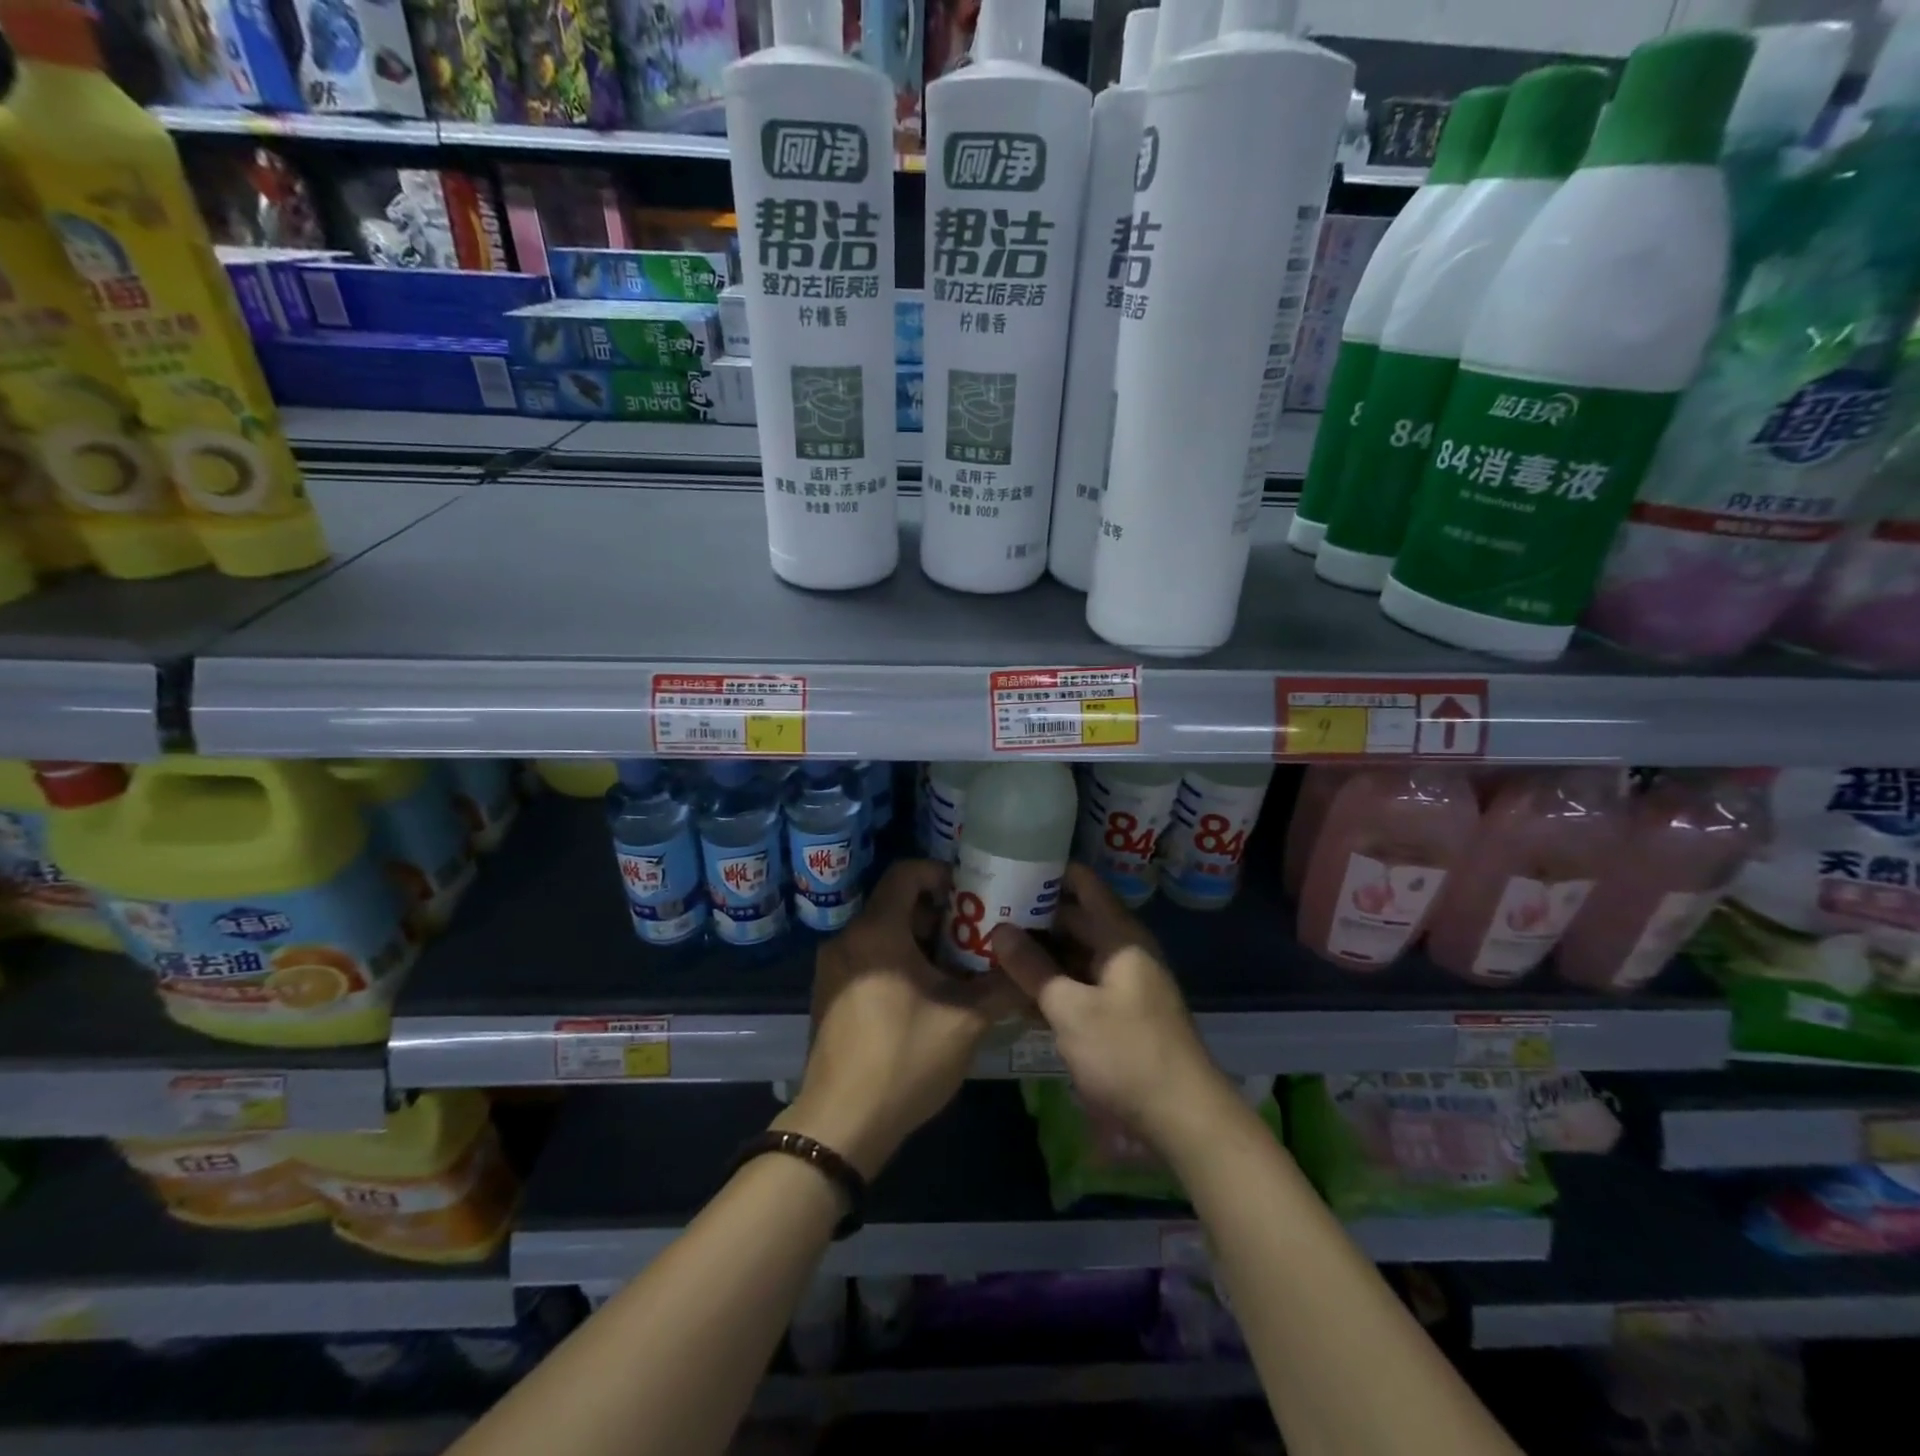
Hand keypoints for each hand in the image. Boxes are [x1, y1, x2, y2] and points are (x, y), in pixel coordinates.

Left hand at [779, 860, 1018, 1178]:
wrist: (840, 1125)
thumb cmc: (904, 1060)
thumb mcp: (965, 1022)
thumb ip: (1001, 987)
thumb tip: (1028, 969)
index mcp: (877, 932)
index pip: (907, 872)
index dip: (942, 874)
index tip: (973, 895)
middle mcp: (848, 939)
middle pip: (896, 903)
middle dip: (939, 915)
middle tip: (976, 935)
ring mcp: (832, 968)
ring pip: (883, 933)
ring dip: (920, 941)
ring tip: (958, 968)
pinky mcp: (829, 994)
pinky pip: (869, 958)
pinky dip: (898, 961)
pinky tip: (926, 995)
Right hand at [992, 864, 1223, 1147]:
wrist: (1182, 1118)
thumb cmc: (1127, 1053)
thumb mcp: (1070, 1009)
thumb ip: (1032, 967)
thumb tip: (999, 930)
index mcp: (1120, 936)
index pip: (1083, 884)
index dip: (1049, 872)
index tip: (1009, 866)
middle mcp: (1122, 951)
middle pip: (1074, 920)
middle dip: (1033, 916)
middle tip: (985, 912)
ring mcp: (1120, 984)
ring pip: (1072, 956)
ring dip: (1038, 954)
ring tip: (990, 948)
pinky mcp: (1116, 1014)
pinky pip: (1078, 986)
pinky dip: (1051, 985)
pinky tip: (1014, 992)